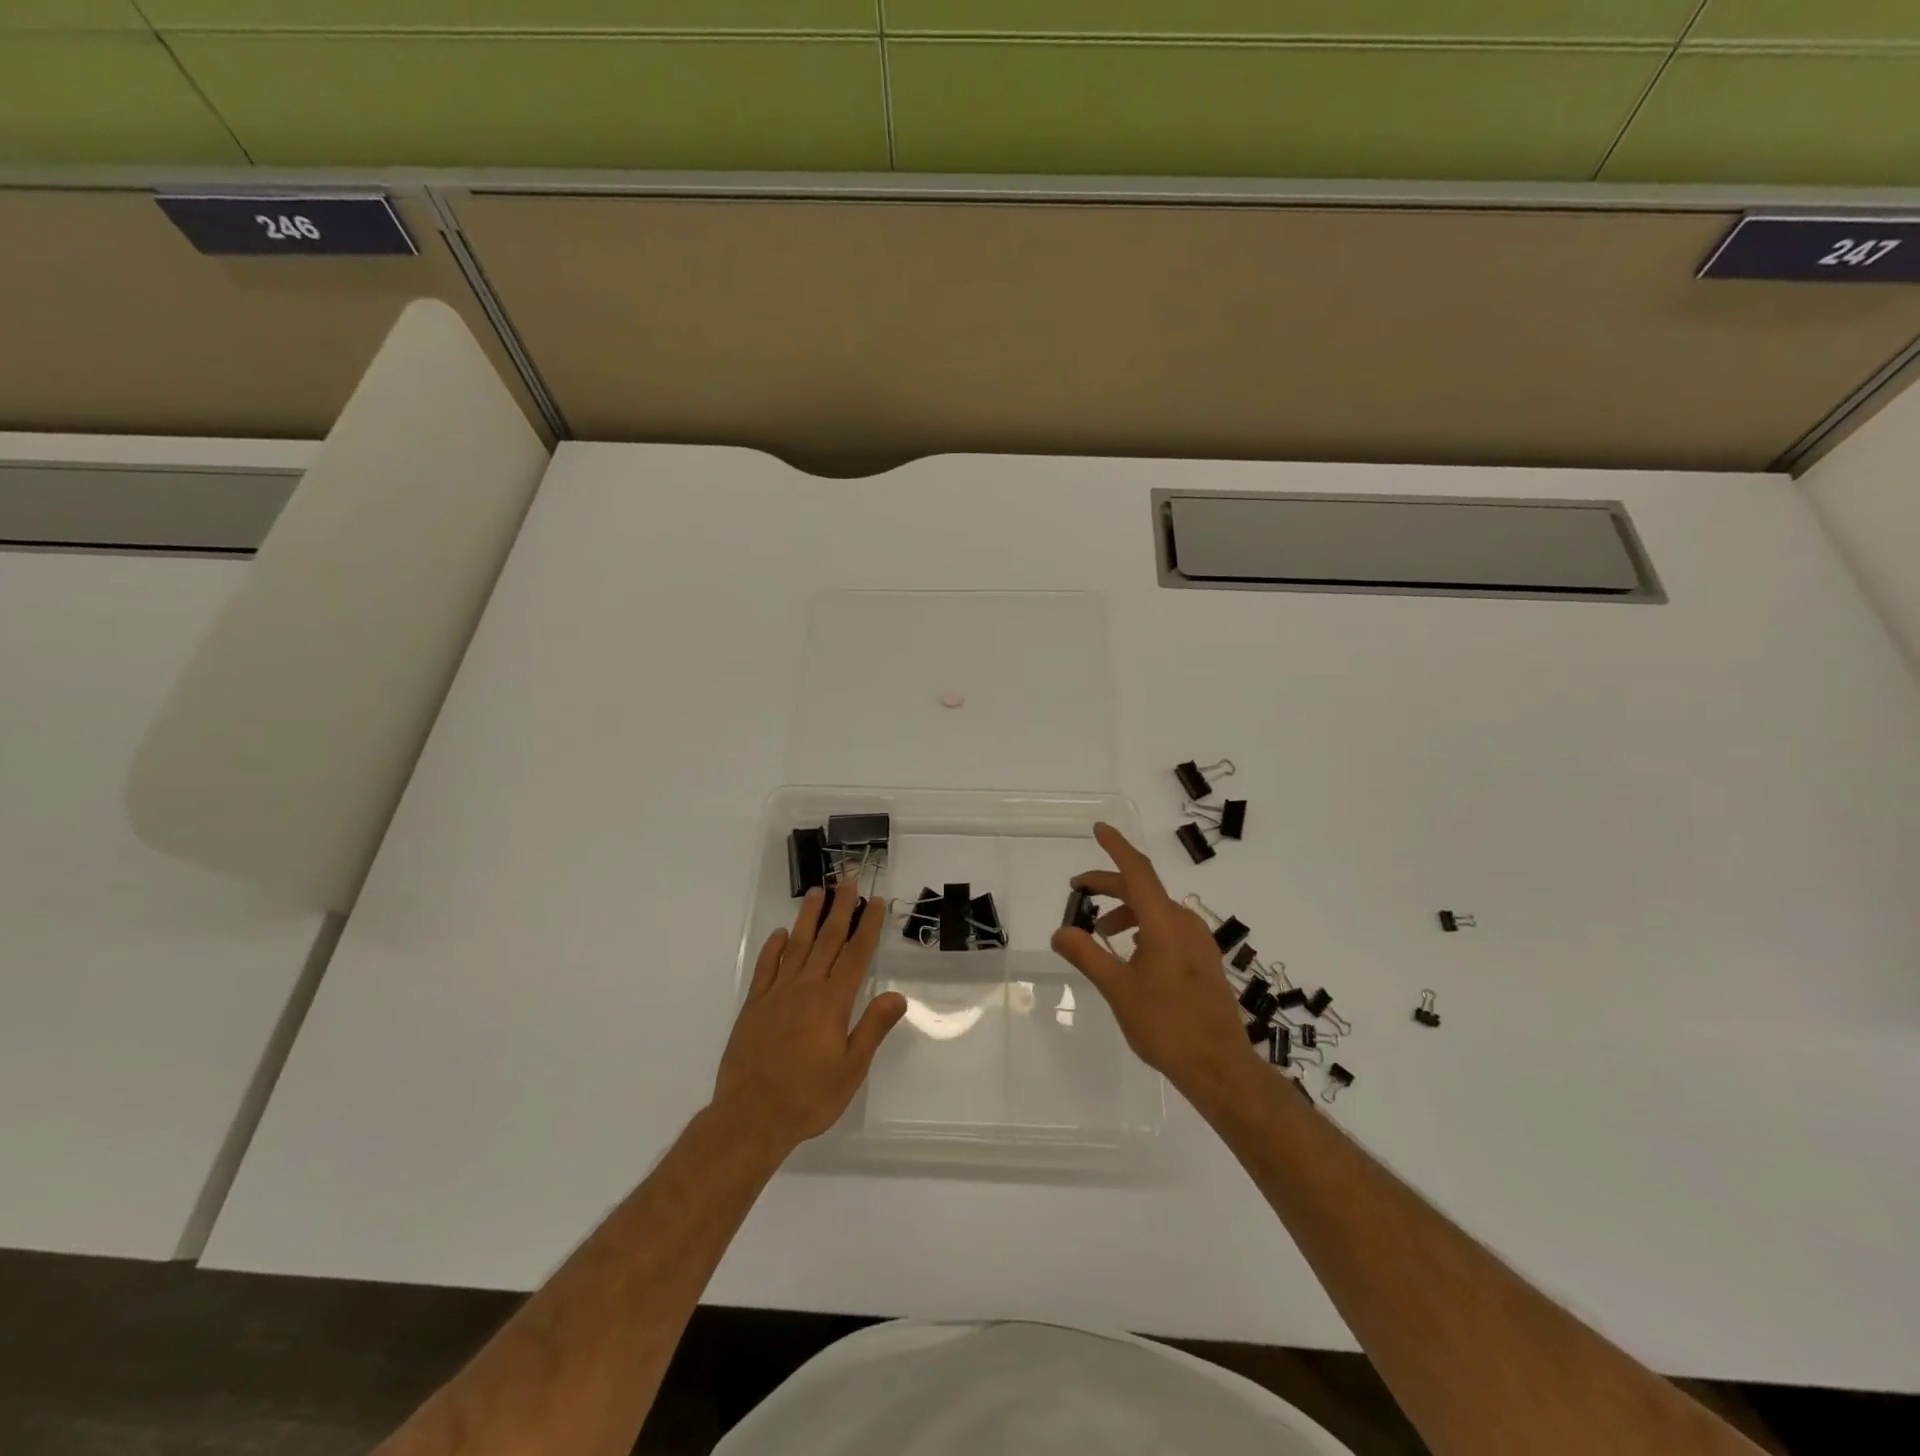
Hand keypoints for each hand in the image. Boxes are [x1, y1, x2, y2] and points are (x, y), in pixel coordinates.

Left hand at [712, 882, 907, 1157]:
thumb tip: (898, 995)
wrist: (750, 1117)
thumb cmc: (809, 1097)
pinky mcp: (754, 1005)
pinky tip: (780, 935)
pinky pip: (766, 968)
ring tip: (817, 893)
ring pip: (797, 946)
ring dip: (809, 918)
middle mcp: (806, 988)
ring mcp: (777, 994)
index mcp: (833, 1002)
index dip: (867, 926)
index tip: (875, 902)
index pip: (856, 955)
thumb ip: (873, 1028)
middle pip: (827, 940)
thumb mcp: (851, 1069)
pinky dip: (773, 948)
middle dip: (840, 909)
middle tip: (848, 881)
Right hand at [1051, 823, 1259, 1100]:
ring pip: (1156, 910)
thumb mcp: (1117, 989)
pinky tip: (1131, 954)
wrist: (1219, 1066)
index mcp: (1164, 923)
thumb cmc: (1165, 1024)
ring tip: (1101, 933)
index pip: (1137, 871)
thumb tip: (1060, 931)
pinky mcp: (1204, 960)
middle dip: (1109, 885)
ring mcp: (1198, 942)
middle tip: (1078, 891)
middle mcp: (1184, 923)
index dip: (1116, 847)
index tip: (1099, 828)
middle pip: (1143, 889)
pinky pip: (1169, 928)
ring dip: (1126, 911)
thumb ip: (1087, 955)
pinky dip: (1143, 928)